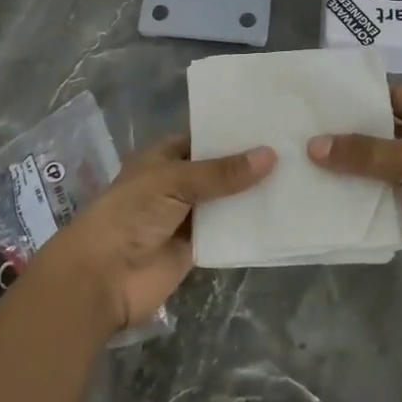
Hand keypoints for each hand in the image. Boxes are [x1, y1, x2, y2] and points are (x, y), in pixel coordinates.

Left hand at [34, 136, 274, 331]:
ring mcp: (186, 217)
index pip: (203, 138)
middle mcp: (176, 184)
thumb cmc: (130, 214)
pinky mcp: (196, 249)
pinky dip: (249, 226)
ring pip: (226, 202)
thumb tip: (270, 155)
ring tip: (299, 177)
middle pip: (218, 171)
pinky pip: (227, 233)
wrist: (102, 278)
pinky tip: (283, 215)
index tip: (271, 123)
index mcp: (163, 158)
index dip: (232, 133)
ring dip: (252, 195)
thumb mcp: (174, 181)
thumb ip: (221, 173)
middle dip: (248, 164)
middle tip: (296, 148)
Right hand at [310, 86, 401, 313]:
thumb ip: (363, 152)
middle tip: (303, 129)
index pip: (395, 97)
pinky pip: (379, 200)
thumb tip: (314, 145)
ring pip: (377, 169)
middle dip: (348, 133)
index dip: (364, 96)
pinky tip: (322, 195)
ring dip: (348, 169)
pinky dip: (356, 199)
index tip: (324, 97)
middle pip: (382, 133)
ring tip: (302, 160)